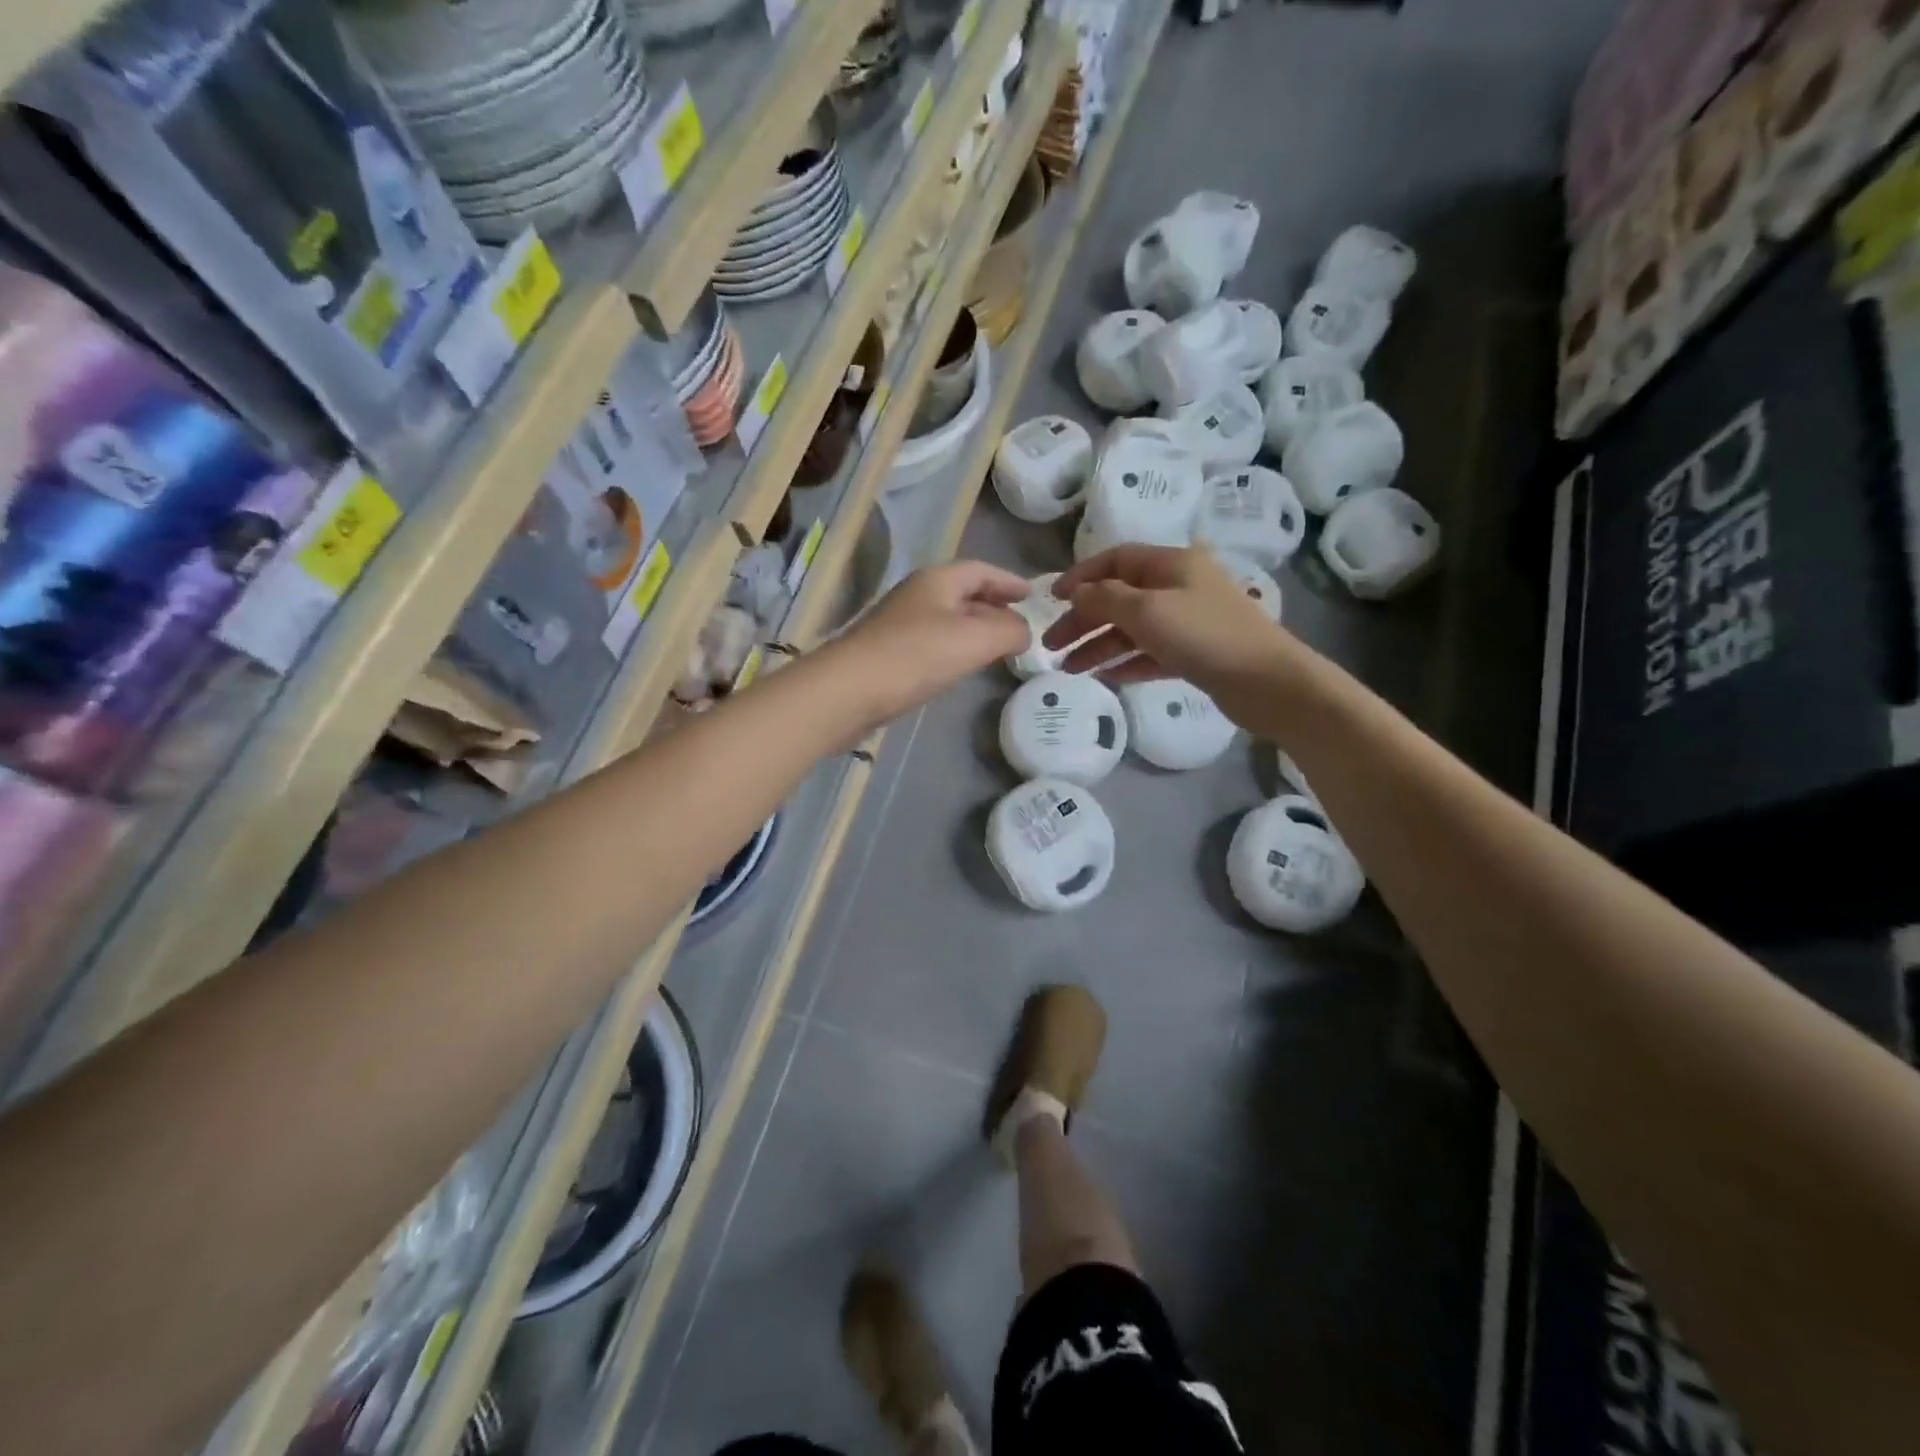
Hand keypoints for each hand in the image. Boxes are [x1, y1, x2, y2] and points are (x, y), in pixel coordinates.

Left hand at [837, 560, 1031, 719]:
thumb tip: (1023, 631)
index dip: (1009, 581)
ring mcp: (899, 625)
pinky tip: (960, 668)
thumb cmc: (915, 656)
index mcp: (937, 580)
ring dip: (974, 629)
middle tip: (1019, 624)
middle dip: (993, 605)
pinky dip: (954, 649)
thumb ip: (1009, 631)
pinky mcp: (888, 654)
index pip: (981, 570)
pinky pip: (932, 643)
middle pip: (963, 593)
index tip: (1032, 595)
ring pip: (947, 619)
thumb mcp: (975, 640)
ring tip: (997, 647)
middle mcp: (917, 595)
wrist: (848, 691)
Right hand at [1044, 545, 1299, 692]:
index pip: (1115, 560)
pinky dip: (1126, 661)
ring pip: (1132, 628)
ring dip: (1099, 646)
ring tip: (1070, 669)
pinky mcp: (1196, 653)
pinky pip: (1151, 652)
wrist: (1267, 681)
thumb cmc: (1204, 635)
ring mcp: (1189, 620)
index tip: (1052, 599)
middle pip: (1119, 597)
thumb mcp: (1146, 610)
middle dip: (1083, 620)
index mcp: (1171, 564)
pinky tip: (1105, 676)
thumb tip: (1078, 593)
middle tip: (1051, 645)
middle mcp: (1179, 586)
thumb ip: (1105, 598)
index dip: (1080, 576)